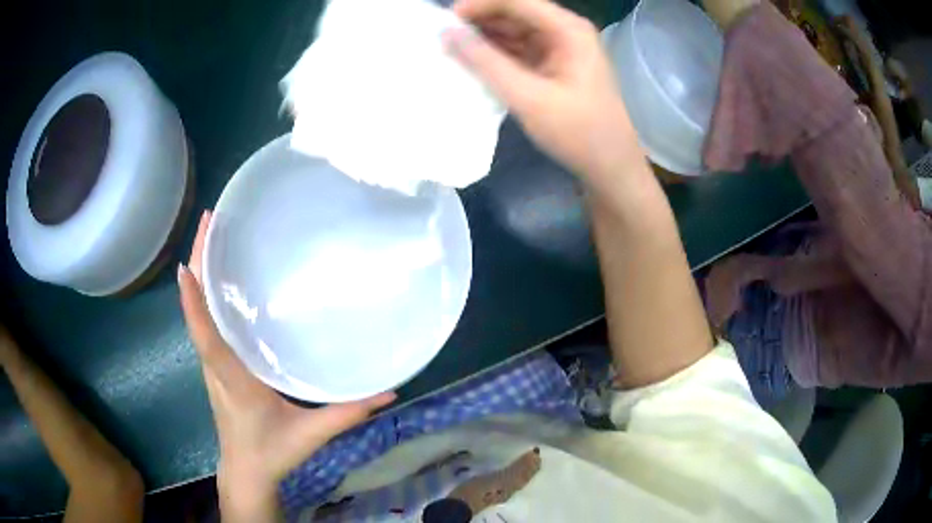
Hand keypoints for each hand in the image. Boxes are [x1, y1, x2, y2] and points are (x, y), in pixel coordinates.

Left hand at [178, 211, 394, 517]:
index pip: (207, 337)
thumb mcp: (311, 435)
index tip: (188, 263)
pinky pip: (207, 319)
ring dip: (201, 270)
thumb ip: (347, 413)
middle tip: (211, 219)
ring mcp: (212, 362)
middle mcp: (215, 363)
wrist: (246, 470)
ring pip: (199, 309)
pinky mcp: (216, 361)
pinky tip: (221, 272)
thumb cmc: (272, 452)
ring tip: (214, 232)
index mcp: (233, 379)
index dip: (195, 303)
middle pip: (197, 308)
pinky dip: (207, 289)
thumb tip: (390, 391)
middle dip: (198, 261)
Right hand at [446, 0, 639, 178]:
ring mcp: (561, 50)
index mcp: (568, 30)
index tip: (445, 19)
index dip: (480, 5)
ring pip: (515, 32)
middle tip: (443, 36)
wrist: (610, 168)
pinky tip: (473, 63)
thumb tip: (447, 33)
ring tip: (451, 49)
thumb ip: (486, 62)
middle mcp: (566, 32)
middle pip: (516, 13)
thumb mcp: (528, 97)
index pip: (517, 2)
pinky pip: (520, 51)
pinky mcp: (555, 67)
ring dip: (485, 38)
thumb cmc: (578, 132)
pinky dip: (497, 55)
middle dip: (480, 21)